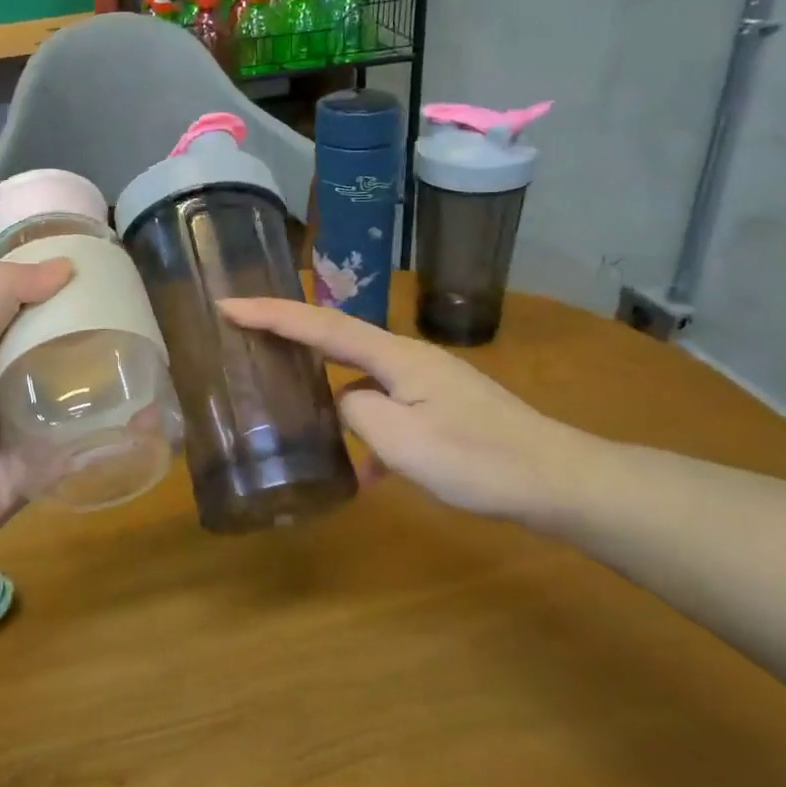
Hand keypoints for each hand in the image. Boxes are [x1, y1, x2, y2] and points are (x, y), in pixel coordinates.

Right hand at [217, 296, 596, 524]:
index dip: (271, 314)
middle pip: (337, 338)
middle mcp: (407, 358)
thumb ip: (356, 414)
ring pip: (360, 376)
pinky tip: (366, 472)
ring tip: (290, 399)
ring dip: (325, 385)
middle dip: (290, 333)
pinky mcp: (440, 408)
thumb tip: (345, 404)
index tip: (227, 305)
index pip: (320, 327)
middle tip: (246, 334)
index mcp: (395, 357)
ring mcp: (426, 382)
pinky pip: (387, 408)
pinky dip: (368, 431)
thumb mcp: (402, 442)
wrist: (558, 481)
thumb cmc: (478, 461)